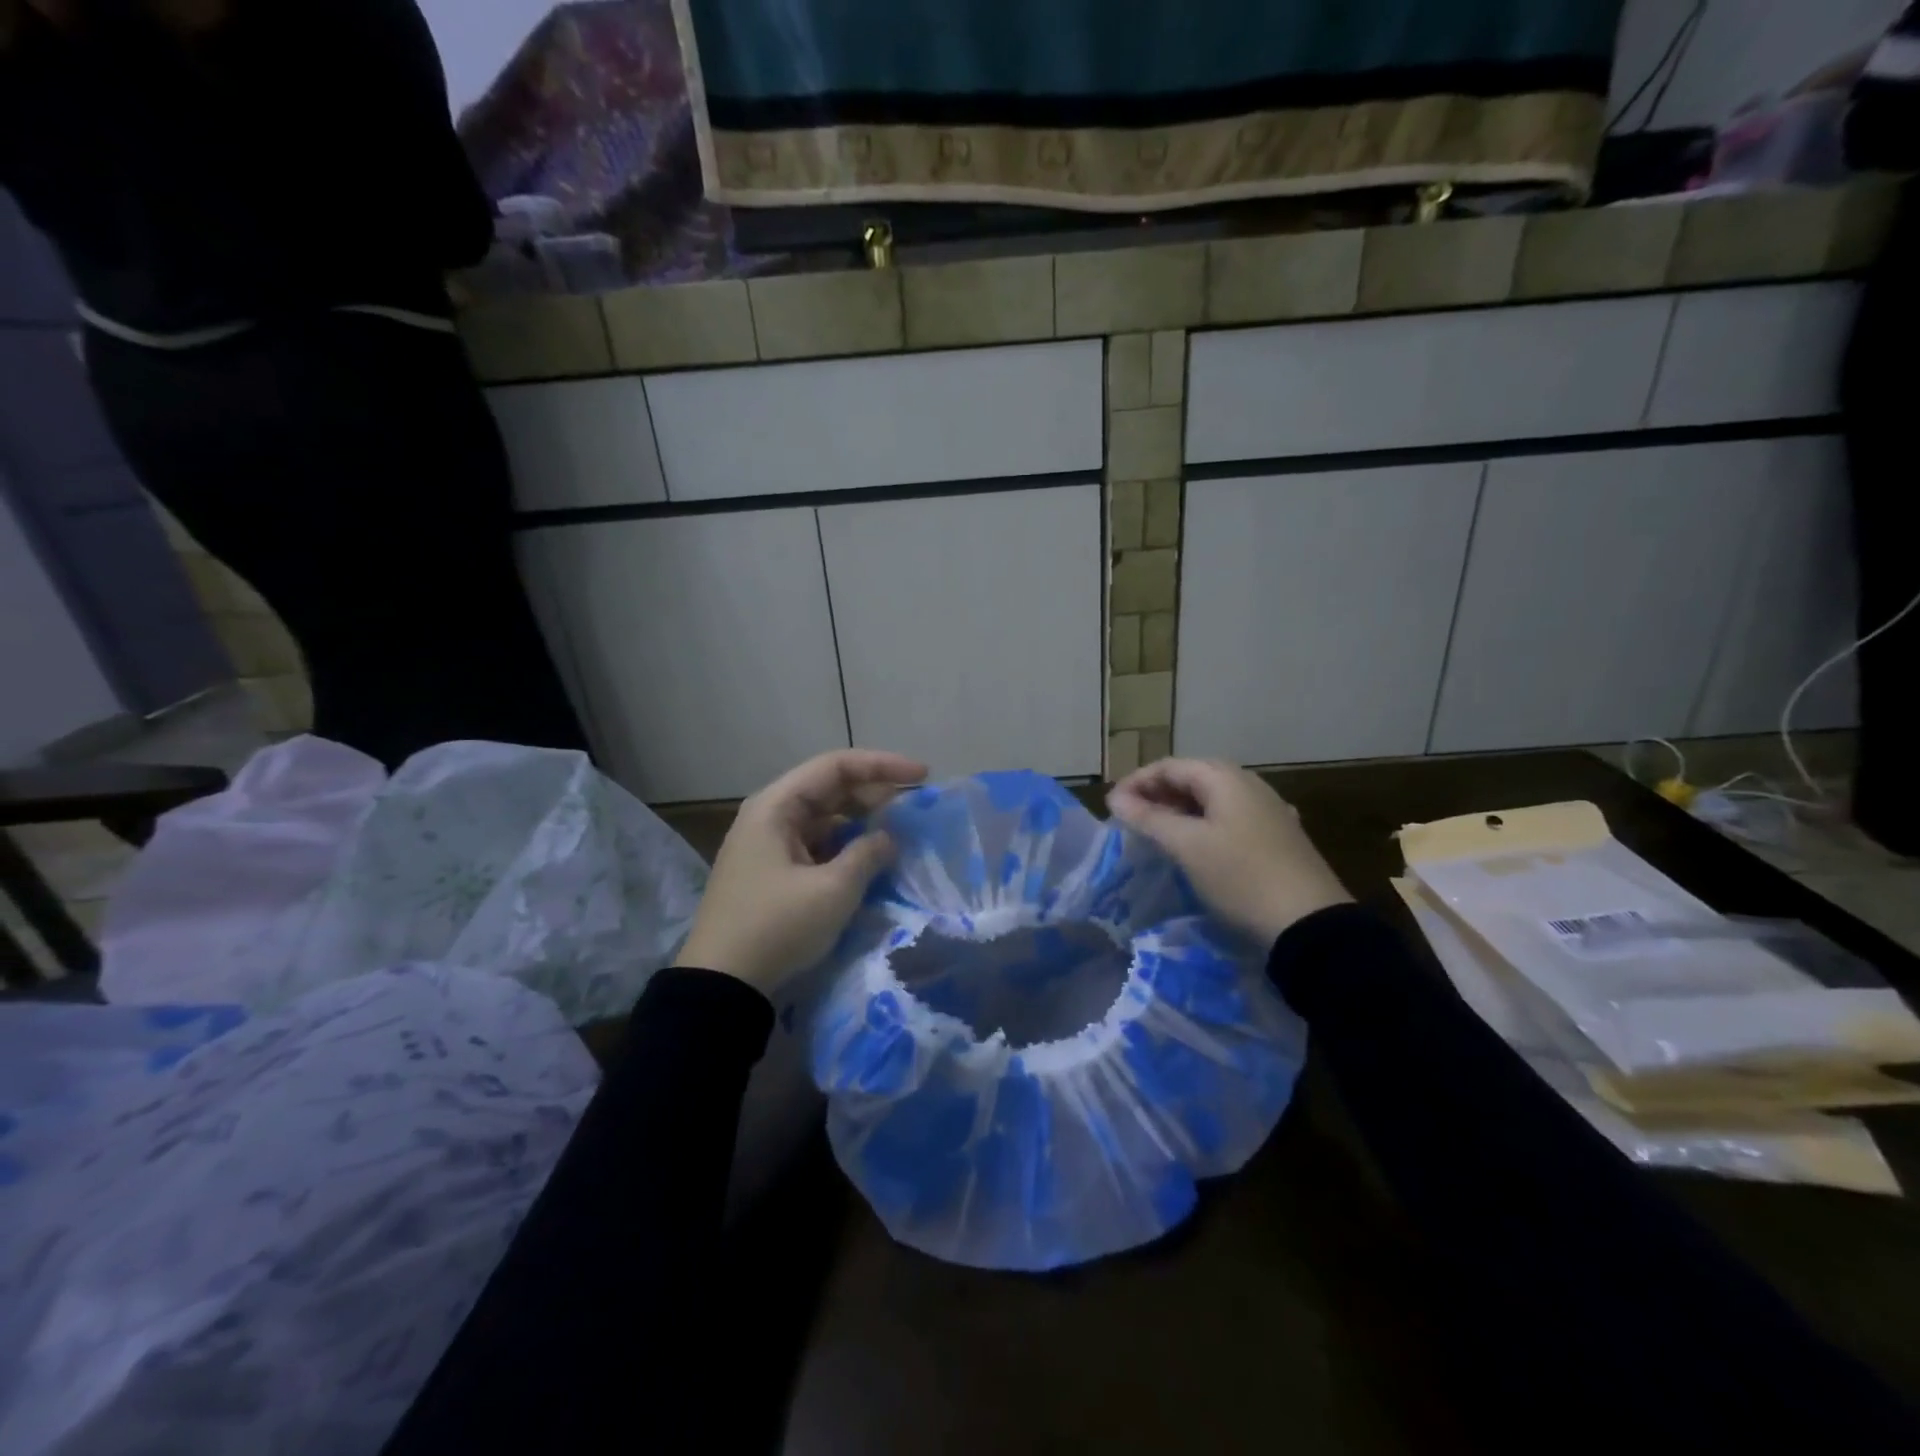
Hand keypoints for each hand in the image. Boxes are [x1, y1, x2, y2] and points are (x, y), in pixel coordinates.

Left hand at [674, 749, 927, 993]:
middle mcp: (769, 816)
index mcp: (776, 806)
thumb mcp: (833, 890)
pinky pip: (816, 844)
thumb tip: (888, 838)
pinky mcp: (772, 872)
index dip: (882, 766)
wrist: (721, 986)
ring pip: (824, 818)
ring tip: (898, 831)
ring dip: (861, 820)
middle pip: (829, 788)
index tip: (922, 775)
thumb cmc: (777, 927)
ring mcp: (768, 845)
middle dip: (874, 792)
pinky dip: (845, 845)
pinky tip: (869, 858)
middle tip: (915, 805)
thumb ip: (868, 854)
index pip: (835, 766)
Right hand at [1108, 758, 1350, 945]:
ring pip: (1213, 799)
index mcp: (1226, 778)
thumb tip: (1116, 798)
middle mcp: (1249, 785)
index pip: (1170, 766)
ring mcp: (1268, 811)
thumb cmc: (1240, 876)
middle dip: (1157, 794)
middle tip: (1131, 818)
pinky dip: (1205, 825)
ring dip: (1180, 810)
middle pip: (1193, 778)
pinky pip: (1231, 818)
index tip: (1112, 807)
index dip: (1136, 782)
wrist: (1310, 924)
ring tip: (1157, 832)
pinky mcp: (1278, 837)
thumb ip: (1149, 818)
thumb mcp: (1187, 847)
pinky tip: (1198, 845)